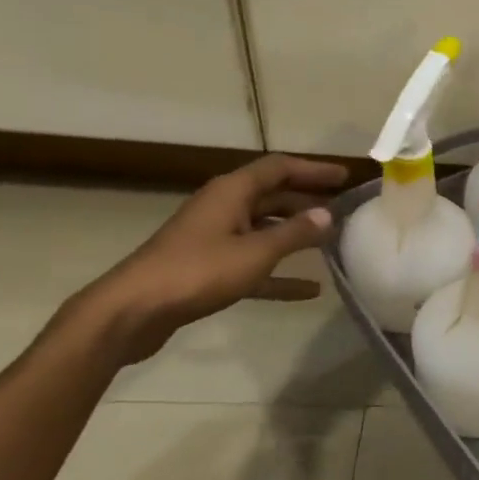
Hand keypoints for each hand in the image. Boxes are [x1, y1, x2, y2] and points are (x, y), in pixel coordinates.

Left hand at [70, 154, 347, 365]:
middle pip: (273, 196)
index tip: (345, 177)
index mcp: (232, 192)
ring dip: (295, 235)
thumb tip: (328, 214)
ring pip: (265, 229)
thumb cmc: (197, 272)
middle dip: (308, 201)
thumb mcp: (256, 252)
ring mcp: (214, 238)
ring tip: (331, 243)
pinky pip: (254, 263)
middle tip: (344, 210)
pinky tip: (309, 290)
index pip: (280, 168)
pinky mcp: (208, 268)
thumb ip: (295, 233)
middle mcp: (223, 207)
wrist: (132, 312)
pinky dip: (280, 273)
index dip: (314, 170)